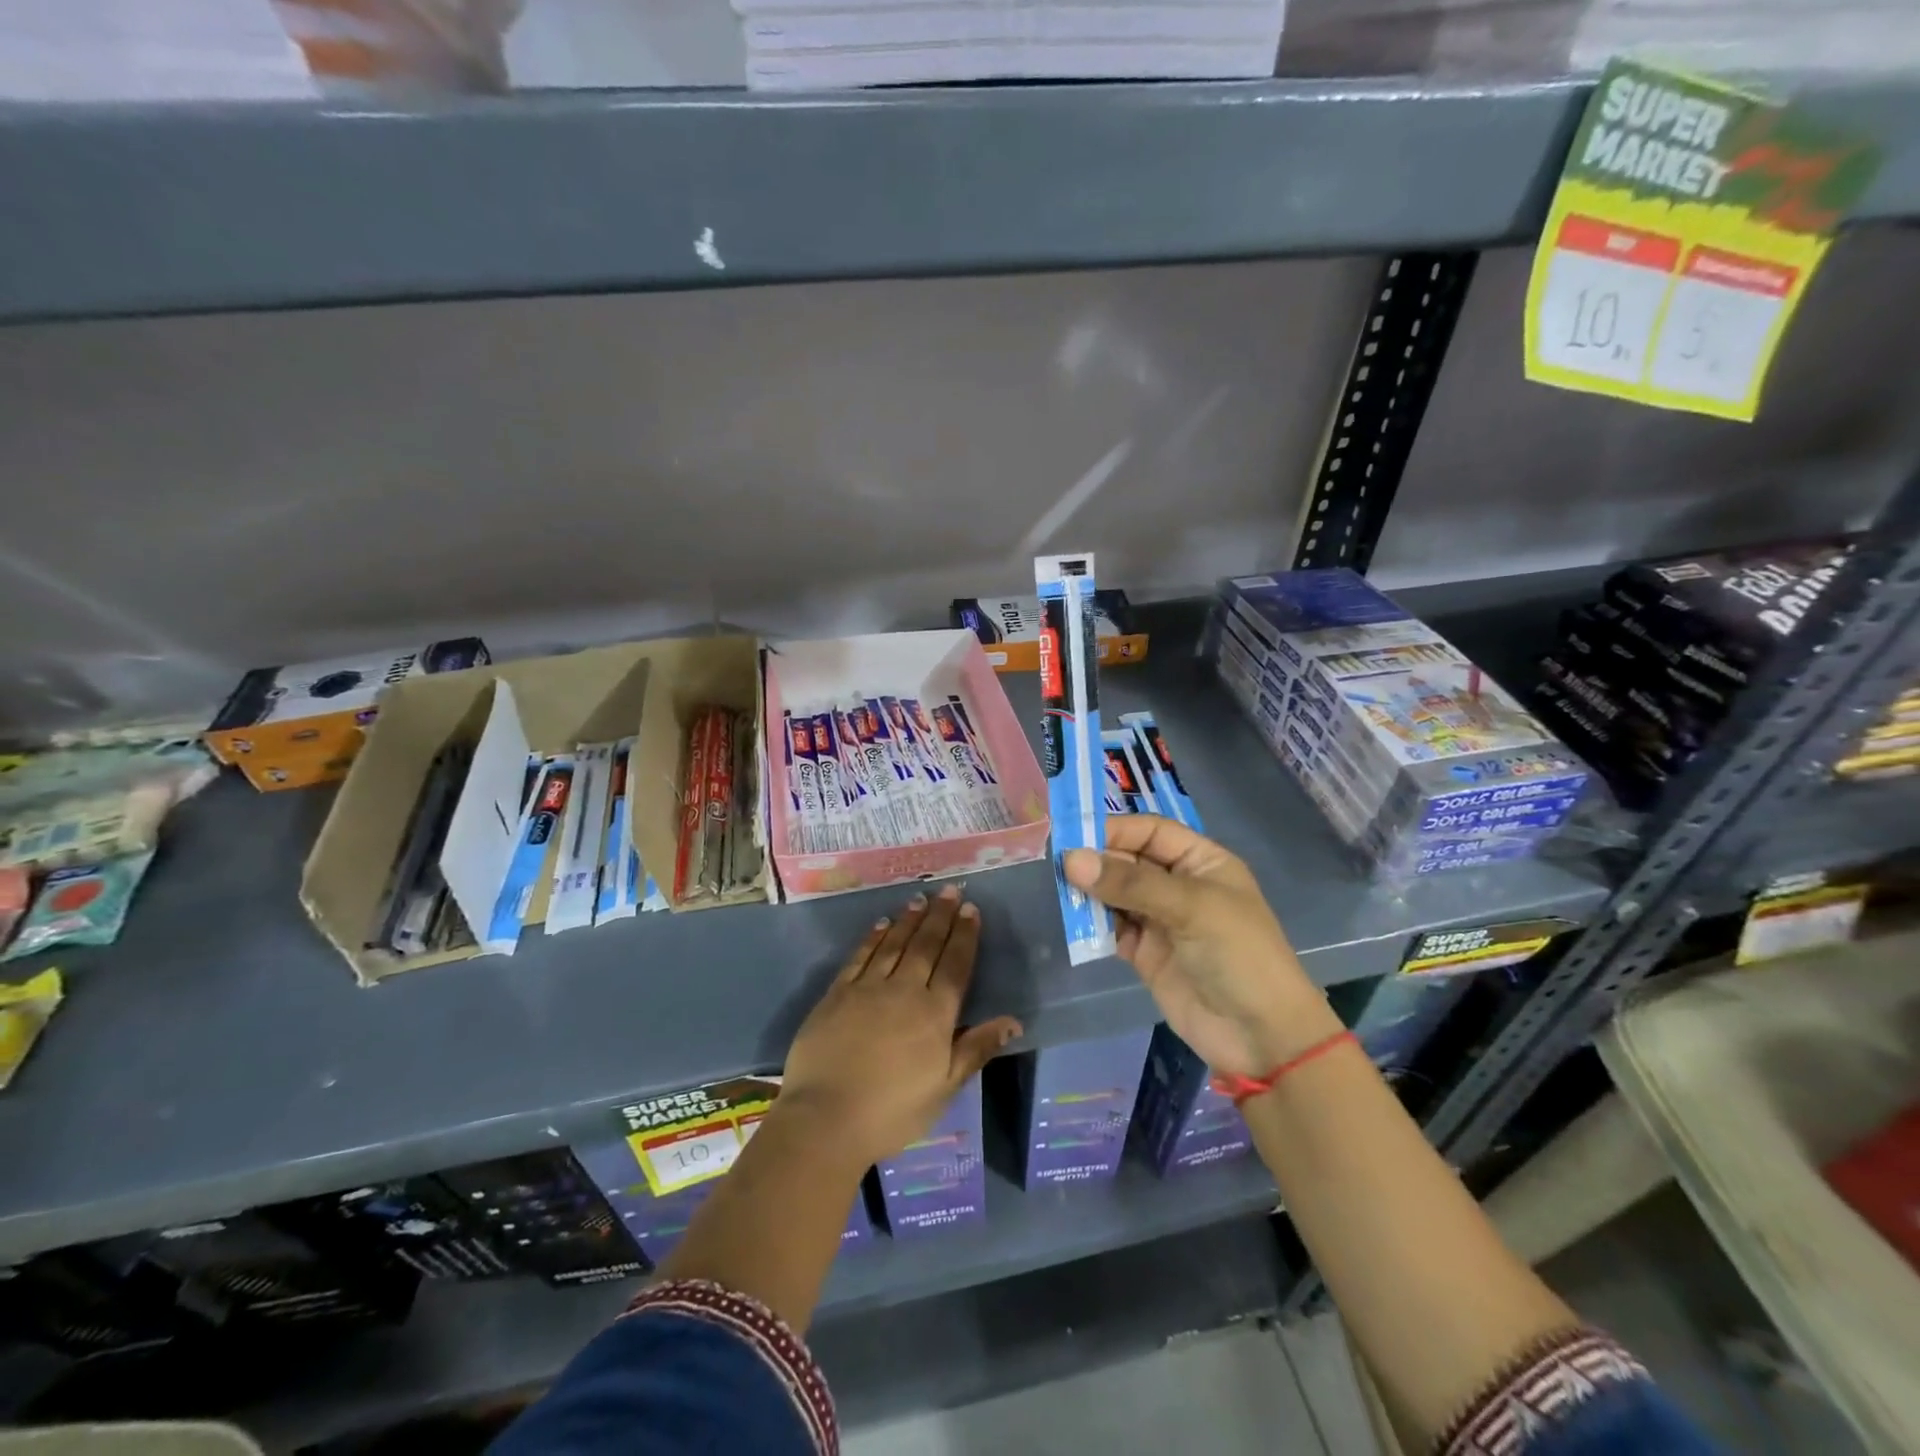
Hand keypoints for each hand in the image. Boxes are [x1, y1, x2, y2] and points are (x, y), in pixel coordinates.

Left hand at [780, 885, 1021, 1168]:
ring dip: (909, 920)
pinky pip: (860, 956)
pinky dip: (873, 937)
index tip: (970, 909)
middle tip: (949, 889)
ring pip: (894, 944)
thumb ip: (976, 1048)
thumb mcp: (945, 1088)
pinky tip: (882, 924)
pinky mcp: (837, 993)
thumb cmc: (893, 1111)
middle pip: (926, 945)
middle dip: (940, 916)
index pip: (955, 965)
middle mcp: (904, 990)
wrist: (825, 1119)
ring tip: (920, 899)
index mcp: (934, 1014)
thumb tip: (1013, 1021)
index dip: (964, 935)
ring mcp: (867, 988)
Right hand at [1063, 815, 1338, 1076]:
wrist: (1261, 1037)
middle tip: (1059, 867)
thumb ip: (1130, 882)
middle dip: (1097, 861)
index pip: (1150, 831)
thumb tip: (1071, 860)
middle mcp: (1178, 885)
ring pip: (1115, 893)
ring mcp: (1160, 920)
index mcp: (1201, 862)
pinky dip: (1093, 925)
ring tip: (1064, 894)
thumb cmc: (1237, 955)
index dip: (1115, 830)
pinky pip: (1111, 928)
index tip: (1073, 837)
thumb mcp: (1190, 907)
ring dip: (1091, 893)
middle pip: (1128, 860)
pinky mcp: (1145, 953)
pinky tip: (1077, 924)